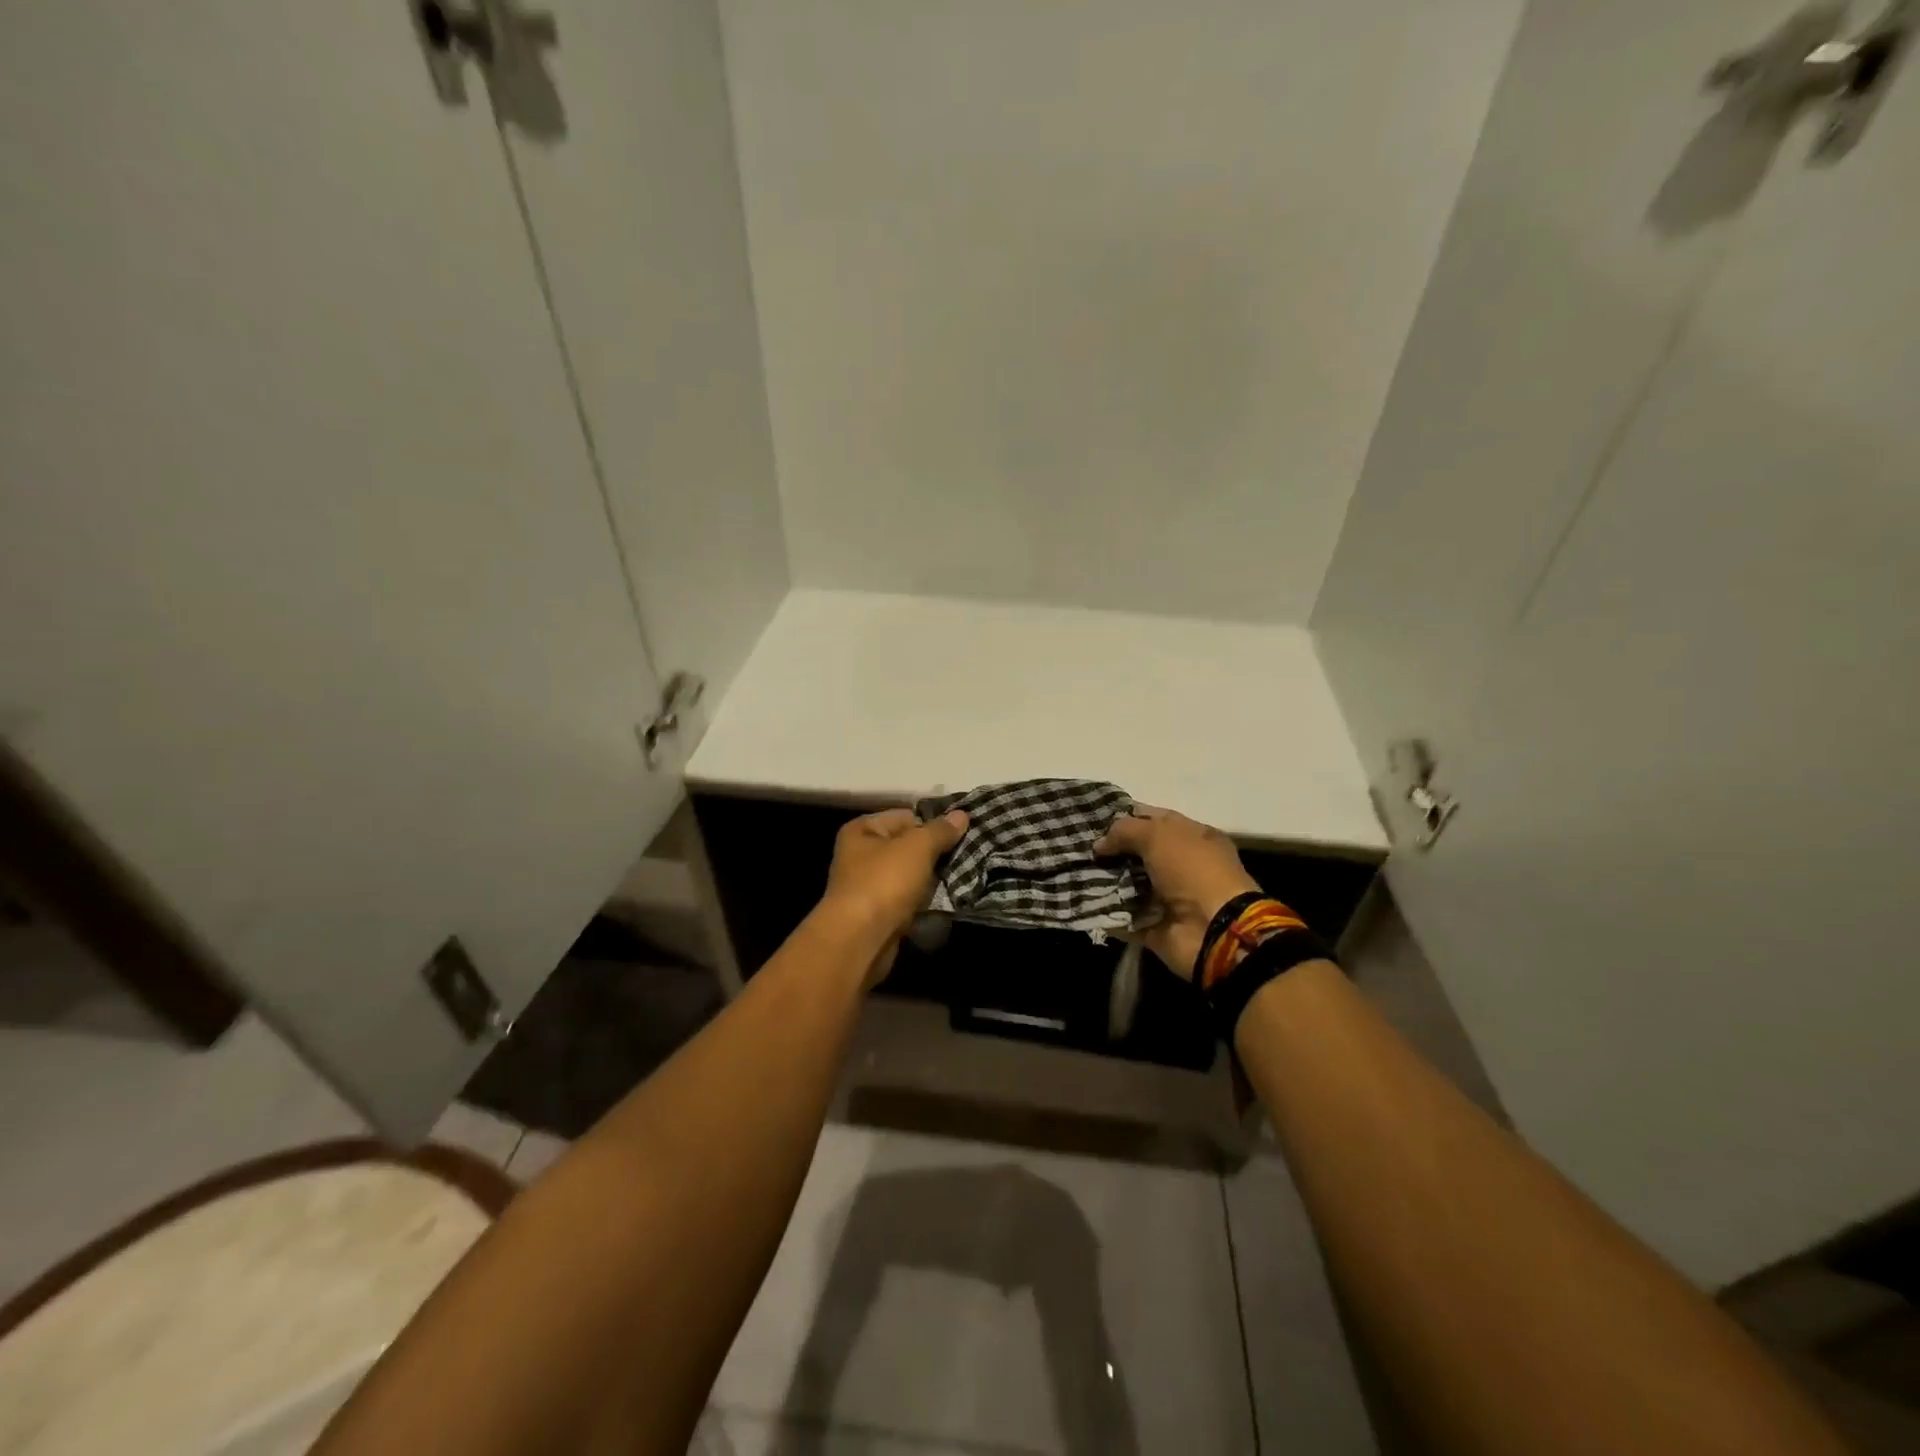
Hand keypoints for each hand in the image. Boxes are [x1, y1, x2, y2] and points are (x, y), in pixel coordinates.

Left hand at [820, 807, 968, 984]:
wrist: (860, 939)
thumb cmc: (884, 882)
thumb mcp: (917, 847)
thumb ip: (940, 830)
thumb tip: (961, 815)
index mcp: (862, 830)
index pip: (905, 816)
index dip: (933, 824)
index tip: (961, 834)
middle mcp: (861, 855)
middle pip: (908, 846)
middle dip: (935, 853)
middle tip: (966, 856)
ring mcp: (869, 886)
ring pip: (910, 875)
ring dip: (932, 879)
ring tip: (962, 877)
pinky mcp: (878, 913)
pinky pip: (908, 899)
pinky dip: (924, 901)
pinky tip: (946, 900)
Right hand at [1095, 807, 1258, 978]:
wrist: (1214, 931)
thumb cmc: (1192, 871)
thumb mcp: (1158, 835)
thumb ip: (1125, 831)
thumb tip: (1099, 845)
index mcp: (1193, 837)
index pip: (1154, 819)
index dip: (1125, 817)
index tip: (1093, 820)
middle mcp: (1182, 866)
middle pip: (1138, 853)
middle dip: (1110, 851)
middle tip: (1078, 847)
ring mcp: (1169, 898)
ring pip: (1128, 884)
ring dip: (1104, 880)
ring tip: (1074, 871)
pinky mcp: (1155, 926)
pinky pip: (1123, 917)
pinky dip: (1105, 912)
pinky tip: (1080, 898)